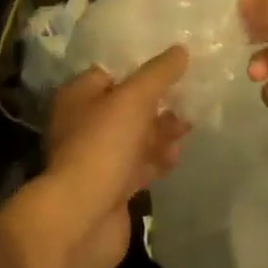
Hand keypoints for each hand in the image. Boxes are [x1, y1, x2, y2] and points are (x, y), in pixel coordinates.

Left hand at [39, 47, 191, 267]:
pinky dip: (157, 159)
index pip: (110, 72)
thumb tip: (181, 49)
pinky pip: (138, 165)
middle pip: (125, 106)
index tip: (172, 66)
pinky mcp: (111, 187)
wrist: (83, 218)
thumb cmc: (102, 145)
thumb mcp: (134, 99)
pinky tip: (177, 156)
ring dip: (160, 131)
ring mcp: (96, 157)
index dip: (140, 68)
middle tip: (188, 98)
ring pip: (134, 137)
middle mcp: (82, 123)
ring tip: (189, 126)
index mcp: (78, 95)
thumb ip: (159, 73)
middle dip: (157, 103)